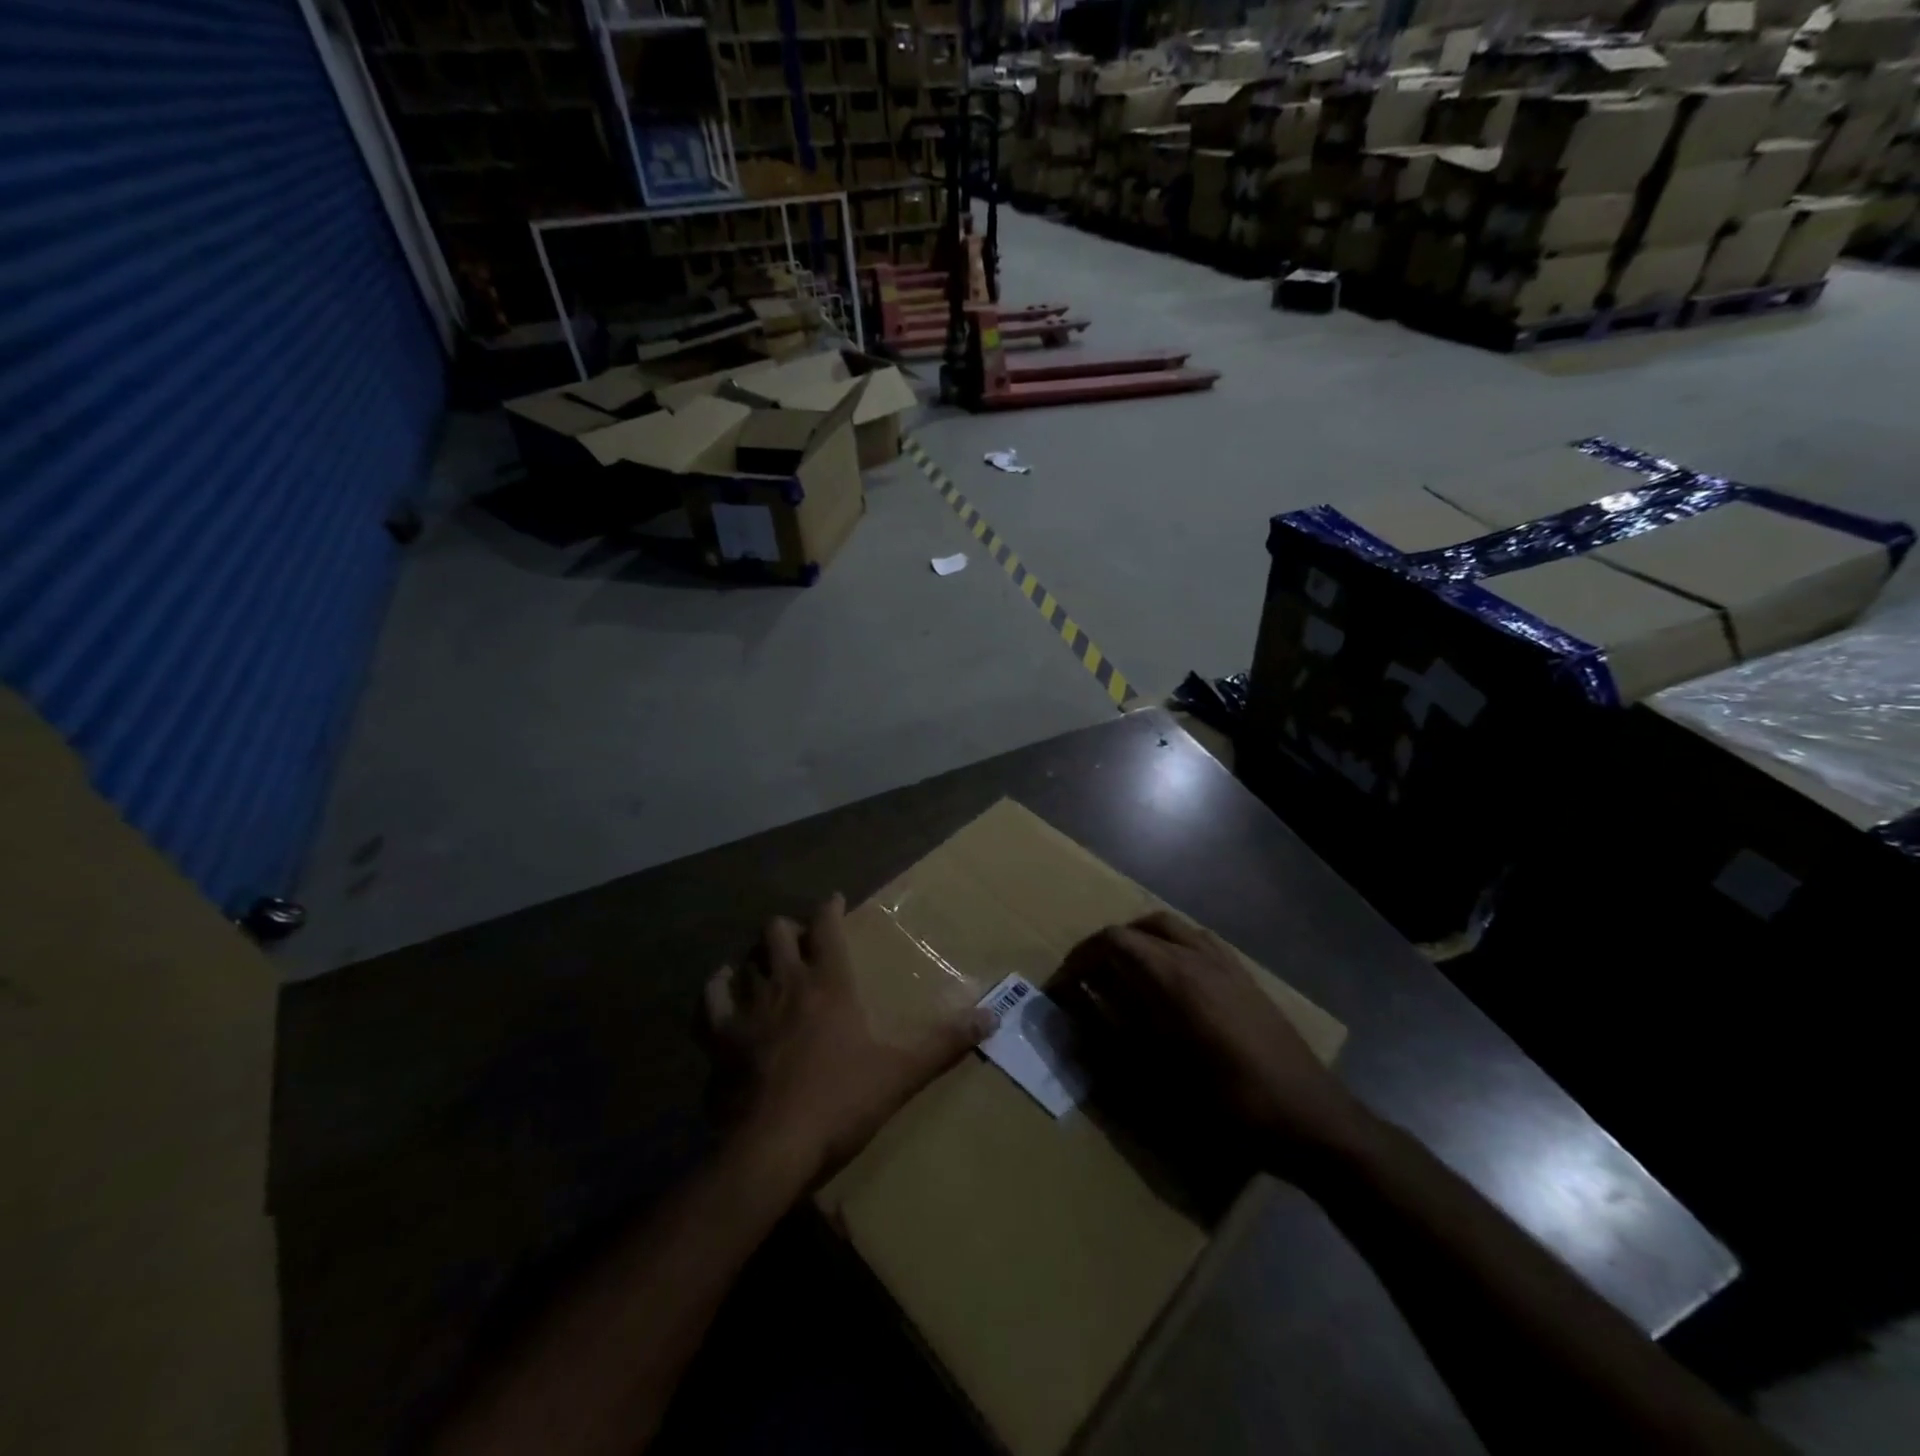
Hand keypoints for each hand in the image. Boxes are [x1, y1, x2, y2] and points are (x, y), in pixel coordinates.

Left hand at [705, 895, 996, 1184]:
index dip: (830, 907)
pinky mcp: (721, 1037)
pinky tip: (723, 988)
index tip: (835, 899)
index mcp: (830, 983)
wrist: (774, 1147)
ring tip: (765, 961)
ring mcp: (749, 1008)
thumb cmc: (842, 1101)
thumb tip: (992, 1016)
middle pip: (778, 932)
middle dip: (789, 928)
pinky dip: (718, 988)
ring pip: (746, 959)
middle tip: (800, 937)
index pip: (827, 926)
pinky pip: (712, 999)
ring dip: (756, 955)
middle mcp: (787, 983)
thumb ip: (945, 1043)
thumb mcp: (902, 1072)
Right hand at [1056, 911, 1366, 1165]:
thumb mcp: (1158, 1077)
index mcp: (1173, 976)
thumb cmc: (1227, 1103)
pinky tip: (1170, 983)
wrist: (1308, 1117)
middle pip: (1140, 927)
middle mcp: (1197, 956)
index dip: (1080, 959)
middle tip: (1089, 976)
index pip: (1112, 942)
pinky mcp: (1244, 976)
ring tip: (1124, 974)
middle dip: (1108, 946)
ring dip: (1140, 942)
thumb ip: (1113, 1033)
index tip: (1062, 987)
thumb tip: (1080, 1008)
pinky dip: (1170, 947)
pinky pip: (1197, 941)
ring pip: (1170, 928)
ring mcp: (1225, 962)